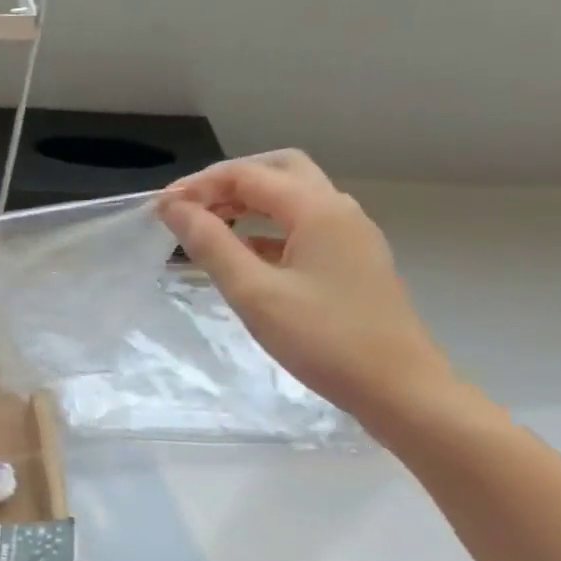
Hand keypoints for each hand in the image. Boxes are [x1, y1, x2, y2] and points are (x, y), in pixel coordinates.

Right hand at [157, 151, 454, 426]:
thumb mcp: (253, 292)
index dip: (198, 185)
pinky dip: (265, 227)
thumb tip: (173, 207)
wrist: (400, 389)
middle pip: (276, 171)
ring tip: (206, 227)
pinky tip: (241, 253)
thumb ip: (210, 243)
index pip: (246, 175)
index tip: (160, 210)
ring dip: (246, 202)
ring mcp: (349, 235)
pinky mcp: (351, 260)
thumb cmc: (323, 339)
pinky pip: (301, 225)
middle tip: (189, 208)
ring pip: (291, 197)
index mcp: (317, 209)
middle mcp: (338, 210)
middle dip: (227, 182)